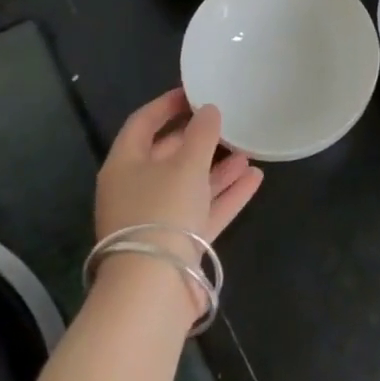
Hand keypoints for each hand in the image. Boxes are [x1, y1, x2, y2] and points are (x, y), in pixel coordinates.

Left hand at [95, 88, 262, 244]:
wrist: (154, 289)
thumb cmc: (163, 211)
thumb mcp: (186, 164)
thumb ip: (202, 133)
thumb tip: (209, 110)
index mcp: (124, 166)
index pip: (142, 123)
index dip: (166, 105)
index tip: (194, 91)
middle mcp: (136, 190)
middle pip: (168, 155)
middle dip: (198, 139)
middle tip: (227, 121)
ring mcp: (157, 219)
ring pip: (189, 184)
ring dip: (217, 168)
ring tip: (248, 149)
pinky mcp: (178, 244)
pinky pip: (204, 210)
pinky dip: (226, 195)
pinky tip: (254, 178)